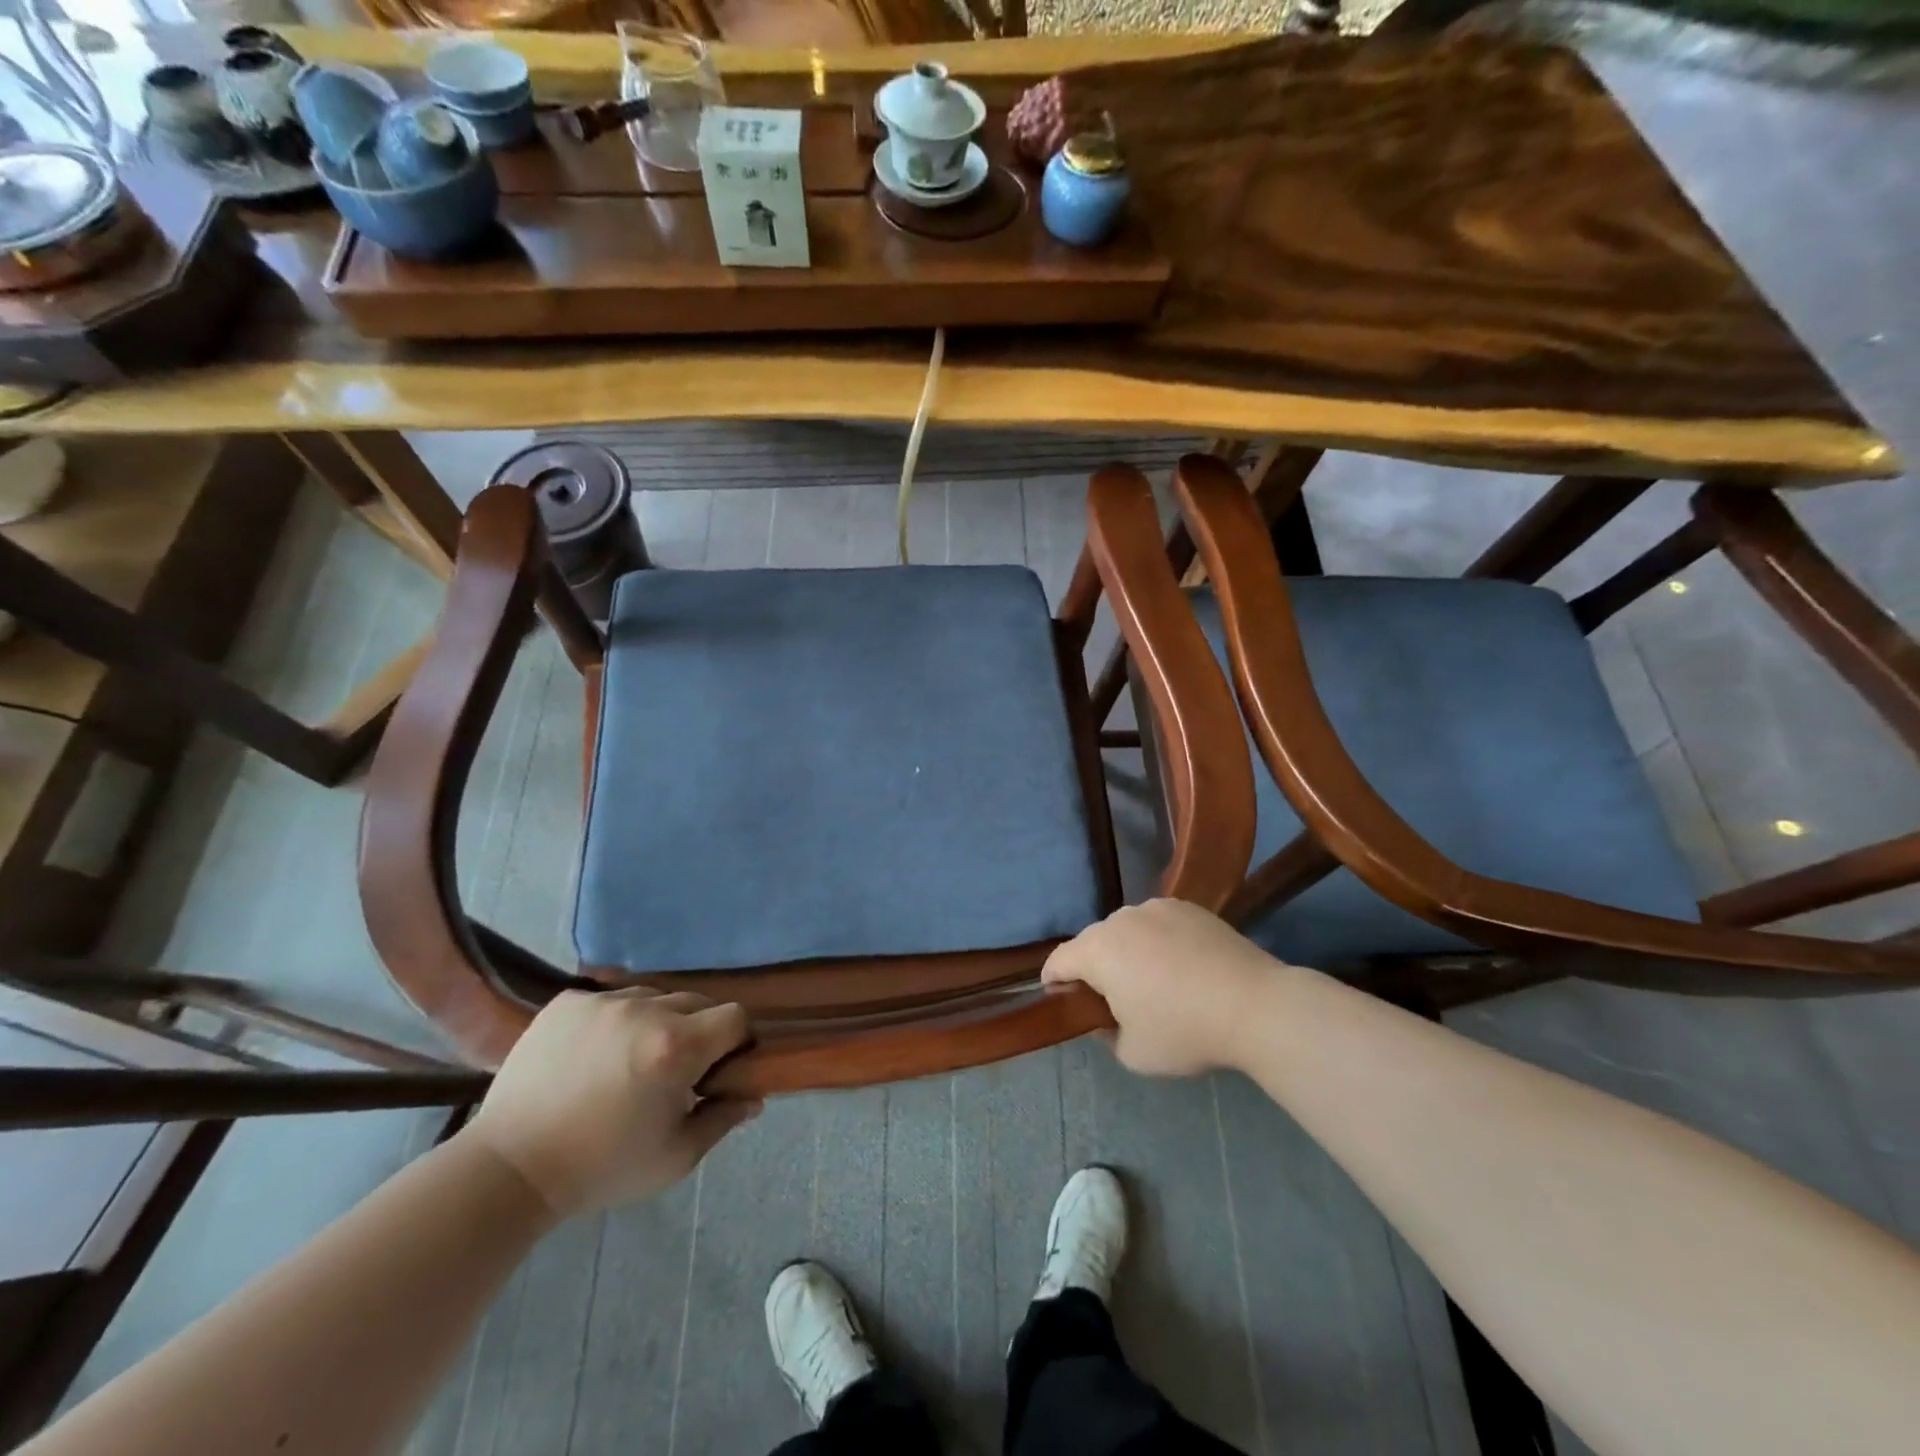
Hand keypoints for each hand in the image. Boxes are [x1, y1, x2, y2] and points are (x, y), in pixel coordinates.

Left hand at [466, 989, 760, 1219]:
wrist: (508, 1170)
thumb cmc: (601, 1168)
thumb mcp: (674, 1158)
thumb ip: (722, 1120)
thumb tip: (753, 1096)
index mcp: (677, 1047)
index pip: (735, 1017)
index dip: (736, 1041)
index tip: (719, 1067)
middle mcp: (645, 1011)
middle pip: (697, 1002)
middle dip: (697, 1031)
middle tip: (674, 1070)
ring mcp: (603, 1001)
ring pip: (653, 998)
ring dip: (656, 1022)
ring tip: (630, 1061)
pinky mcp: (567, 1002)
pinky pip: (610, 999)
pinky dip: (613, 1021)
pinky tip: (594, 1055)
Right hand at [1043, 899, 1279, 1075]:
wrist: (1255, 1005)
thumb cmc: (1185, 1031)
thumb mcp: (1133, 1054)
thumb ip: (1105, 1034)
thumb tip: (1105, 1018)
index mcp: (1098, 950)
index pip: (1059, 961)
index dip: (1054, 982)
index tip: (1062, 1001)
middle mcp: (1121, 919)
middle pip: (1093, 942)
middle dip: (1095, 968)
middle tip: (1113, 1000)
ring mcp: (1156, 908)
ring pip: (1126, 930)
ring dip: (1127, 952)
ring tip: (1153, 982)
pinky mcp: (1188, 907)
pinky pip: (1158, 924)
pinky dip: (1158, 942)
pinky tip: (1182, 967)